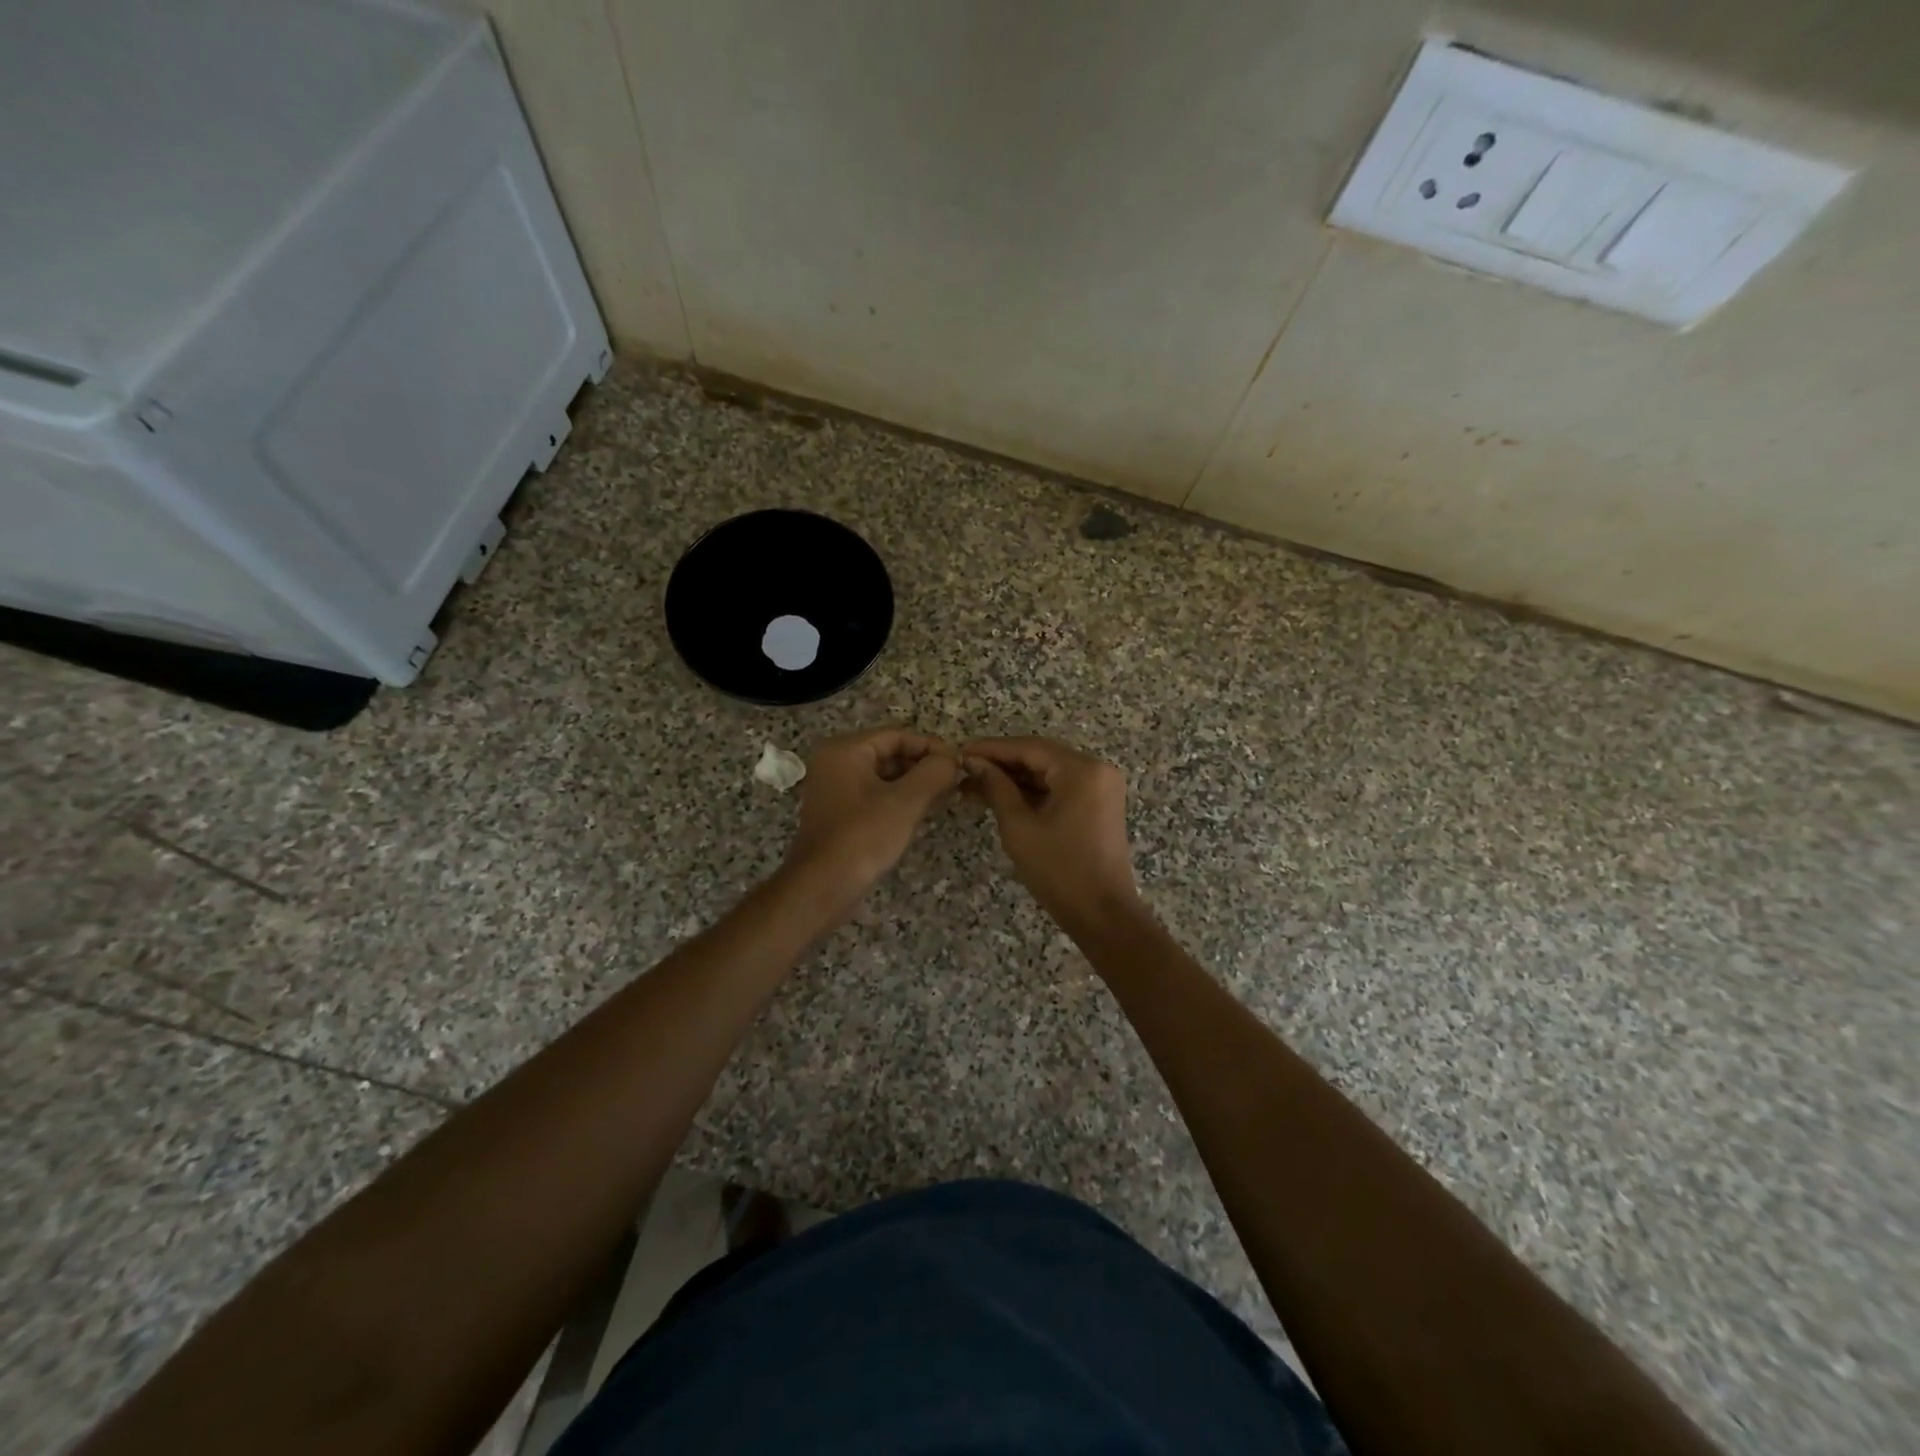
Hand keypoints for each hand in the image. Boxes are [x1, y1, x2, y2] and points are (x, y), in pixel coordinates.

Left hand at [783, 728, 960, 904]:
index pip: (897, 735)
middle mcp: (835, 763)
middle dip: (923, 766)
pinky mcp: (840, 813)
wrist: (822, 888)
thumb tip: (952, 760)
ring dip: (915, 784)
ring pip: (884, 776)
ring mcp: (835, 789)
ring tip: (946, 796)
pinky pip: (875, 795)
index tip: (958, 763)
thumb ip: (933, 773)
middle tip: (955, 781)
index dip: (931, 746)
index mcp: (845, 750)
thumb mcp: (905, 802)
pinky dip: (899, 799)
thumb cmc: (863, 837)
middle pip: (889, 753)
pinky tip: (924, 811)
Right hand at [962, 737, 1141, 931]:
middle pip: (1041, 757)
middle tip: (964, 769)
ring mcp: (1101, 787)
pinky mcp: (1098, 805)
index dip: (992, 748)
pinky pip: (1060, 788)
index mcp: (1082, 770)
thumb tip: (975, 763)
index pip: (1029, 748)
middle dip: (1002, 763)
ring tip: (974, 785)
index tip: (959, 751)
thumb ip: (997, 788)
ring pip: (1049, 773)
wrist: (1102, 914)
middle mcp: (1097, 769)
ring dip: (1015, 778)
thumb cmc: (1059, 870)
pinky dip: (1032, 792)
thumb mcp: (1020, 827)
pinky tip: (1001, 796)